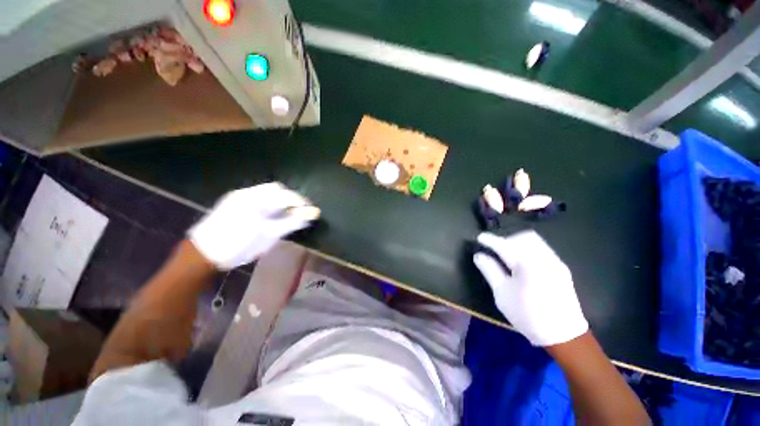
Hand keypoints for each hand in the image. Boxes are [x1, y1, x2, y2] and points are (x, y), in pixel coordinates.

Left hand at [188, 182, 312, 269]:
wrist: (201, 254)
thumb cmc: (237, 246)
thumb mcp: (268, 236)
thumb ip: (290, 223)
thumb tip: (310, 216)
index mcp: (255, 201)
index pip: (284, 194)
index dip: (300, 201)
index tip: (310, 211)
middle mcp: (246, 193)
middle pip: (276, 189)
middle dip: (290, 198)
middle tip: (298, 212)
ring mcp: (238, 196)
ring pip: (267, 192)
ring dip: (280, 200)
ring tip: (287, 214)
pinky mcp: (233, 201)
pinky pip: (258, 197)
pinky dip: (270, 203)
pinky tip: (270, 214)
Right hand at [473, 231, 587, 346]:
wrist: (563, 335)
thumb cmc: (527, 314)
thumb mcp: (502, 293)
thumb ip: (489, 270)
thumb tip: (478, 255)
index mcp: (527, 264)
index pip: (504, 245)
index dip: (490, 240)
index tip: (480, 237)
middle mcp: (544, 258)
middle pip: (523, 237)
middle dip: (507, 239)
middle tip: (496, 250)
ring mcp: (555, 262)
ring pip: (535, 241)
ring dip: (518, 243)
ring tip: (509, 256)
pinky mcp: (561, 267)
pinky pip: (542, 248)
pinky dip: (528, 249)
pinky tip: (523, 263)